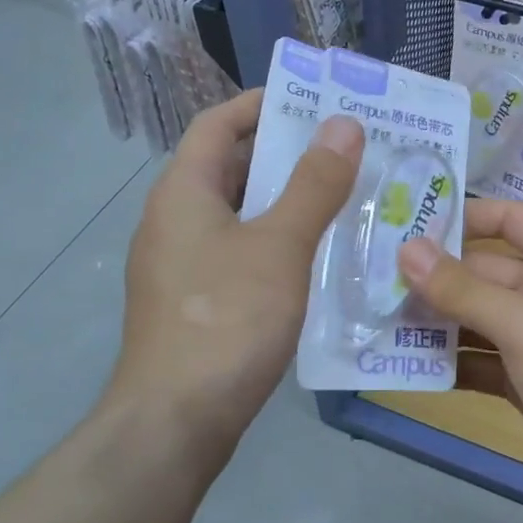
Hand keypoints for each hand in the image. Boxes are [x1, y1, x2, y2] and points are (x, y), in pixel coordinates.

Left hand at [106, 91, 363, 455]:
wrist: (175, 422)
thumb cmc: (227, 320)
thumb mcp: (280, 245)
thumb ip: (314, 184)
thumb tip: (343, 124)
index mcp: (184, 192)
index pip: (217, 124)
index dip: (261, 105)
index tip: (314, 100)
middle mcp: (175, 221)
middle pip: (231, 168)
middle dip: (287, 154)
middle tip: (347, 151)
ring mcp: (183, 265)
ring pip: (241, 215)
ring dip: (288, 202)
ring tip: (346, 198)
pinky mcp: (197, 303)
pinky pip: (241, 253)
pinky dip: (279, 243)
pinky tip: (320, 258)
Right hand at [397, 199, 522, 505]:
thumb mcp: (521, 323)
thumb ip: (461, 289)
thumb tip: (407, 249)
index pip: (506, 218)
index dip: (461, 217)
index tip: (405, 224)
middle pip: (481, 272)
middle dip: (433, 279)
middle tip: (371, 282)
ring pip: (476, 318)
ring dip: (435, 323)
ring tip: (376, 322)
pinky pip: (482, 359)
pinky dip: (452, 362)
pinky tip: (407, 366)